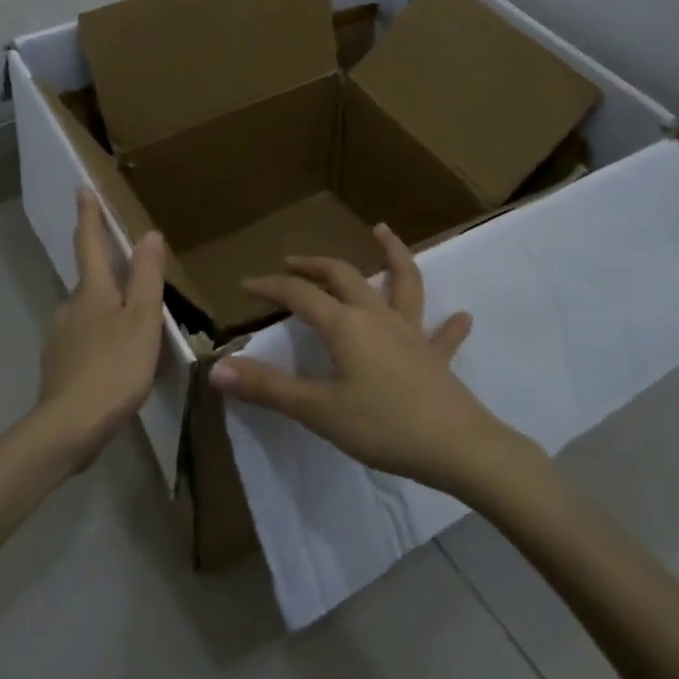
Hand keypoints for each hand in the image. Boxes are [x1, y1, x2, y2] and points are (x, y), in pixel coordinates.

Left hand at [35, 188, 166, 468]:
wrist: (68, 428)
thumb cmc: (114, 368)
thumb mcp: (142, 321)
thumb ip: (146, 277)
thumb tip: (148, 234)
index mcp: (92, 292)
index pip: (90, 243)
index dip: (89, 215)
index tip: (82, 188)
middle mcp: (70, 308)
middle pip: (89, 279)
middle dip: (104, 268)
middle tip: (128, 266)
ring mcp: (60, 338)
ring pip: (86, 312)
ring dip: (105, 309)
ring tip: (132, 322)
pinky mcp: (59, 367)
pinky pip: (83, 341)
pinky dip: (100, 339)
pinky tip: (114, 359)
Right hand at [207, 224, 516, 496]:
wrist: (457, 447)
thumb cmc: (383, 426)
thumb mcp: (318, 410)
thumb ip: (268, 388)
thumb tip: (217, 368)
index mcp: (345, 325)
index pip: (300, 294)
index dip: (271, 286)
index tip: (246, 284)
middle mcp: (377, 317)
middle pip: (344, 276)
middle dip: (315, 265)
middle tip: (293, 262)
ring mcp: (411, 333)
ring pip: (402, 282)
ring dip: (391, 254)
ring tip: (382, 231)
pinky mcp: (436, 356)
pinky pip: (442, 334)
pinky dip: (448, 324)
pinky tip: (461, 316)